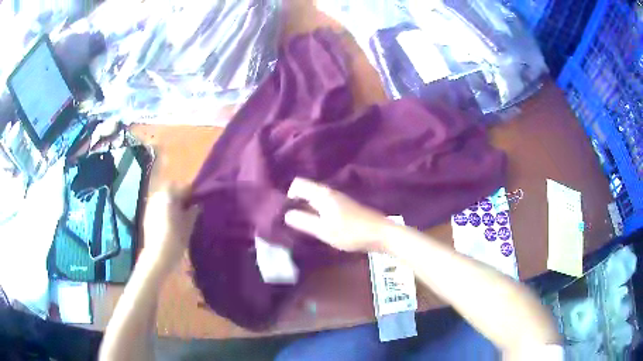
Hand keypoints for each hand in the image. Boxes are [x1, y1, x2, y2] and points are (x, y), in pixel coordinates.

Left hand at [141, 185, 199, 272]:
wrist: (158, 256)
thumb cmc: (175, 239)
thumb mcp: (189, 225)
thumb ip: (193, 211)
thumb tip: (197, 205)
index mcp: (169, 195)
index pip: (184, 187)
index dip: (193, 193)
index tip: (199, 201)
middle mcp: (158, 195)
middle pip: (171, 189)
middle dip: (180, 195)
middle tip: (189, 206)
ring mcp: (150, 204)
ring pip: (164, 197)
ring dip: (172, 201)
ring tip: (180, 214)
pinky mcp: (147, 214)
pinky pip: (158, 205)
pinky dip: (165, 208)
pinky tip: (170, 220)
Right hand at [284, 178, 391, 252]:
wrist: (380, 234)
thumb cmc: (351, 232)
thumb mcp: (323, 230)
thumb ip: (303, 221)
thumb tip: (286, 214)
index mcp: (322, 194)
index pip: (298, 184)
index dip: (288, 195)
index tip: (286, 213)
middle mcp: (329, 192)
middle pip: (306, 190)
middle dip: (296, 203)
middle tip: (292, 222)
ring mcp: (338, 199)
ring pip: (315, 199)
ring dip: (306, 209)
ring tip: (303, 225)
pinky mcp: (344, 207)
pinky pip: (324, 205)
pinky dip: (317, 212)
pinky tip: (319, 226)